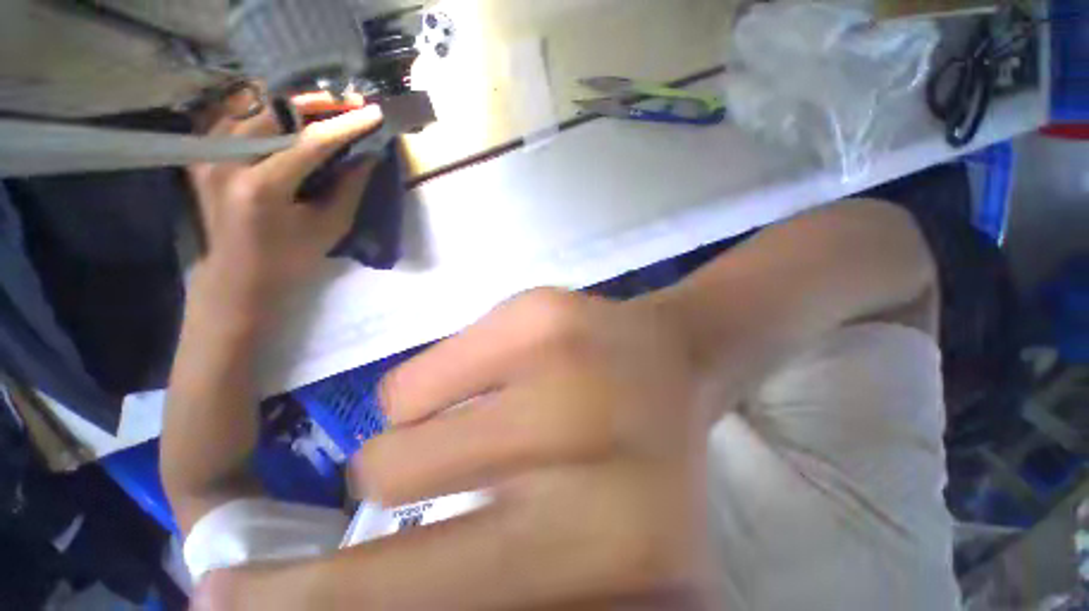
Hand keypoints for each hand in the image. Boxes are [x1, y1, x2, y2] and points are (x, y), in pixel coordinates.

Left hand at [188, 94, 382, 320]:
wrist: (238, 278)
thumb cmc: (290, 260)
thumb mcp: (329, 227)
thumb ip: (349, 188)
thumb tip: (367, 155)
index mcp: (262, 187)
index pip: (310, 143)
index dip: (346, 125)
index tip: (373, 112)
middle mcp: (226, 161)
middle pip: (275, 111)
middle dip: (317, 103)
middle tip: (348, 103)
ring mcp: (206, 153)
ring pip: (251, 105)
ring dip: (290, 103)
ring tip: (321, 106)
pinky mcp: (200, 153)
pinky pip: (232, 115)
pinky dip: (262, 109)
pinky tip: (284, 115)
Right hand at [195, 289, 721, 609]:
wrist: (675, 359)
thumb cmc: (638, 455)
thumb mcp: (586, 551)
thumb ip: (490, 581)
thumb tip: (367, 590)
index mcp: (607, 547)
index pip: (430, 602)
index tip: (222, 609)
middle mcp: (585, 454)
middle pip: (392, 497)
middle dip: (316, 564)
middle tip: (310, 557)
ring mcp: (561, 363)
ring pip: (395, 438)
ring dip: (419, 451)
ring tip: (488, 434)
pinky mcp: (540, 309)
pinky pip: (421, 374)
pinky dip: (440, 390)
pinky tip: (503, 378)